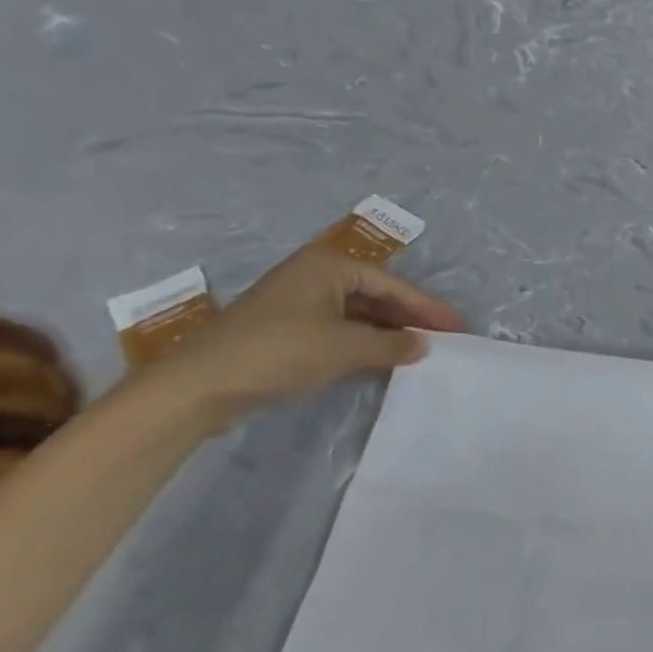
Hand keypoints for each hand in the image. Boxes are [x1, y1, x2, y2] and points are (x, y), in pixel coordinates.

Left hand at [140, 245, 461, 421]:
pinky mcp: (283, 326)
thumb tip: (422, 345)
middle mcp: (314, 274)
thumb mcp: (344, 348)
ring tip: (416, 348)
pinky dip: (360, 340)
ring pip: (356, 312)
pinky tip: (378, 356)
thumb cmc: (278, 352)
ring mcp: (296, 300)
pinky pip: (336, 327)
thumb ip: (390, 345)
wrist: (197, 386)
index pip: (392, 285)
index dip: (426, 307)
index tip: (456, 326)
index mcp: (329, 265)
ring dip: (384, 330)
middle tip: (441, 336)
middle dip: (407, 317)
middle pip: (375, 294)